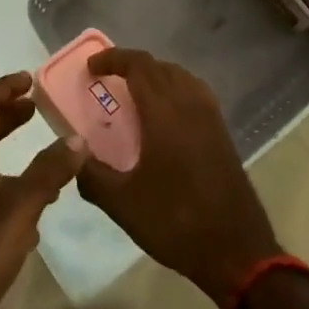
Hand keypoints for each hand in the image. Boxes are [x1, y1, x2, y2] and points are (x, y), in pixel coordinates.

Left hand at [0, 72, 88, 308]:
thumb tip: (77, 138)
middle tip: (36, 111)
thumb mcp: (21, 209)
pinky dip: (1, 188)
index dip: (6, 88)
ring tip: (40, 165)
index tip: (30, 79)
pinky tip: (24, 219)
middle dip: (9, 119)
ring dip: (7, 156)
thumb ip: (49, 172)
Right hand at [75, 50, 281, 307]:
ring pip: (180, 76)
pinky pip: (195, 92)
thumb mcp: (122, 204)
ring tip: (133, 93)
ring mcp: (211, 116)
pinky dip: (174, 88)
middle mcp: (190, 104)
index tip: (90, 68)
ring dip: (154, 75)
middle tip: (106, 80)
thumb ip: (91, 175)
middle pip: (159, 66)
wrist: (235, 249)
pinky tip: (165, 115)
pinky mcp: (222, 131)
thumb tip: (73, 154)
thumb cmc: (175, 222)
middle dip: (131, 66)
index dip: (113, 59)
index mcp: (164, 113)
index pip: (138, 65)